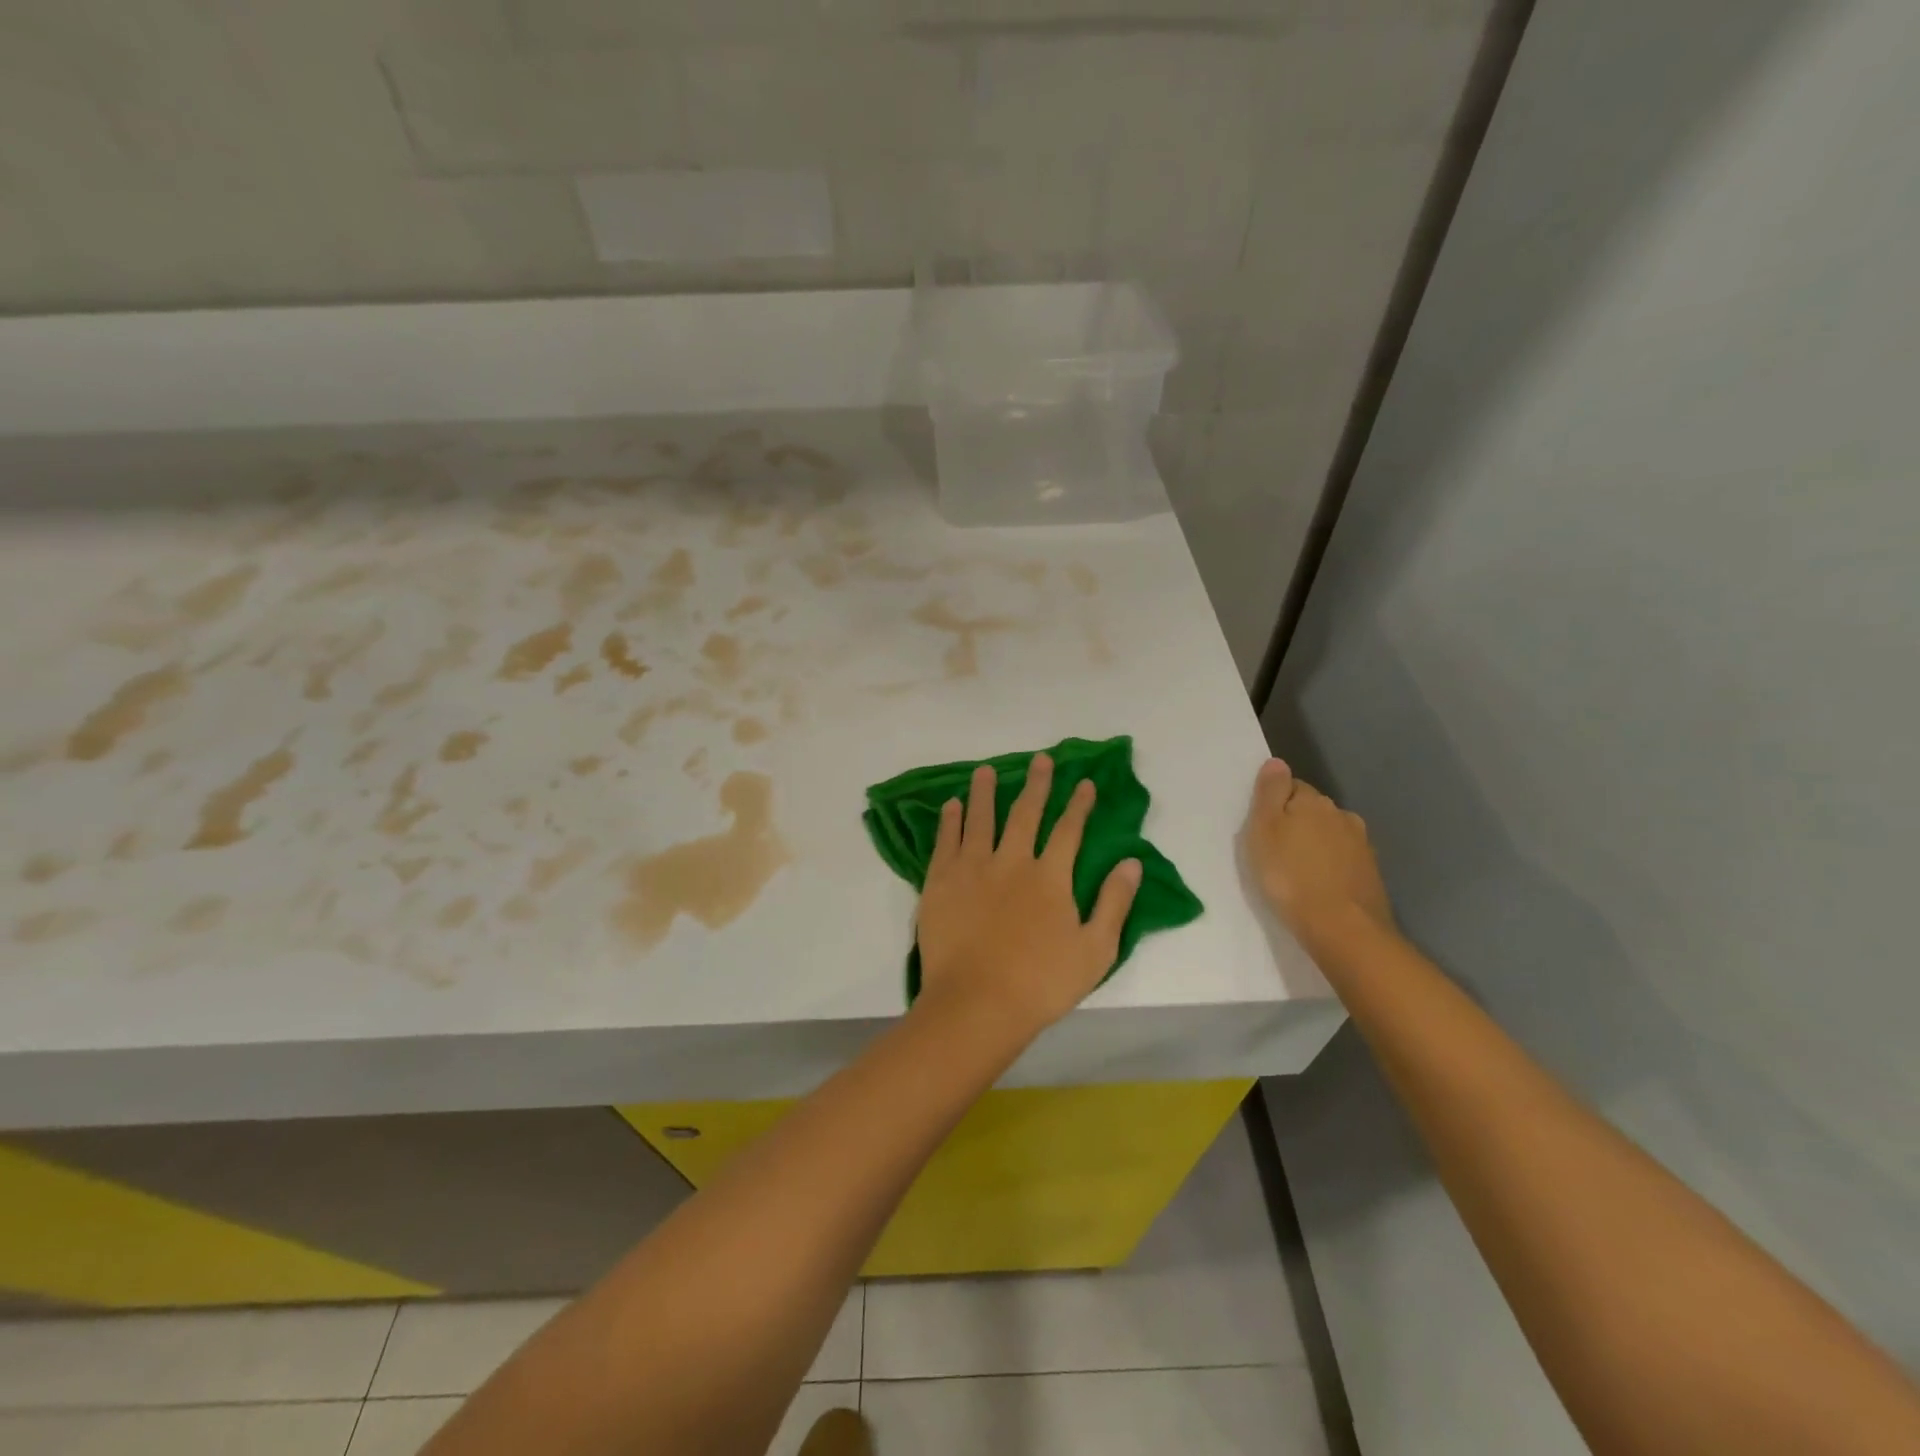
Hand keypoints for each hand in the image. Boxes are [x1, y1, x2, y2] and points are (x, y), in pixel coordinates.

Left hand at [914, 753, 1141, 1039]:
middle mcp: (1011, 861)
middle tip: (1040, 760)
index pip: (1068, 830)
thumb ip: (1114, 902)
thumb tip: (1131, 862)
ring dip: (985, 792)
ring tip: (986, 770)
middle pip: (1025, 813)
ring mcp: (972, 868)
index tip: (1084, 782)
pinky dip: (950, 820)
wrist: (976, 1003)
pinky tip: (952, 806)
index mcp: (1049, 877)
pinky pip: (946, 841)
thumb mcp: (1095, 950)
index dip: (1078, 804)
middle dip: (1036, 784)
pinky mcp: (940, 881)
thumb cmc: (1041, 983)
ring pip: (980, 819)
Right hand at [1245, 758, 1394, 958]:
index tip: (1261, 826)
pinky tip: (1318, 885)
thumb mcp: (1264, 830)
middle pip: (1313, 811)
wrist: (1342, 928)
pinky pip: (1342, 861)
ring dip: (1315, 846)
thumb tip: (1277, 762)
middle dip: (1297, 823)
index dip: (1274, 803)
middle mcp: (1342, 816)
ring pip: (1330, 836)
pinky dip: (1330, 867)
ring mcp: (1361, 846)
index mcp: (1314, 802)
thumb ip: (1270, 793)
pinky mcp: (1370, 875)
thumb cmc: (1290, 875)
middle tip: (1274, 849)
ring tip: (1297, 870)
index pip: (1291, 787)